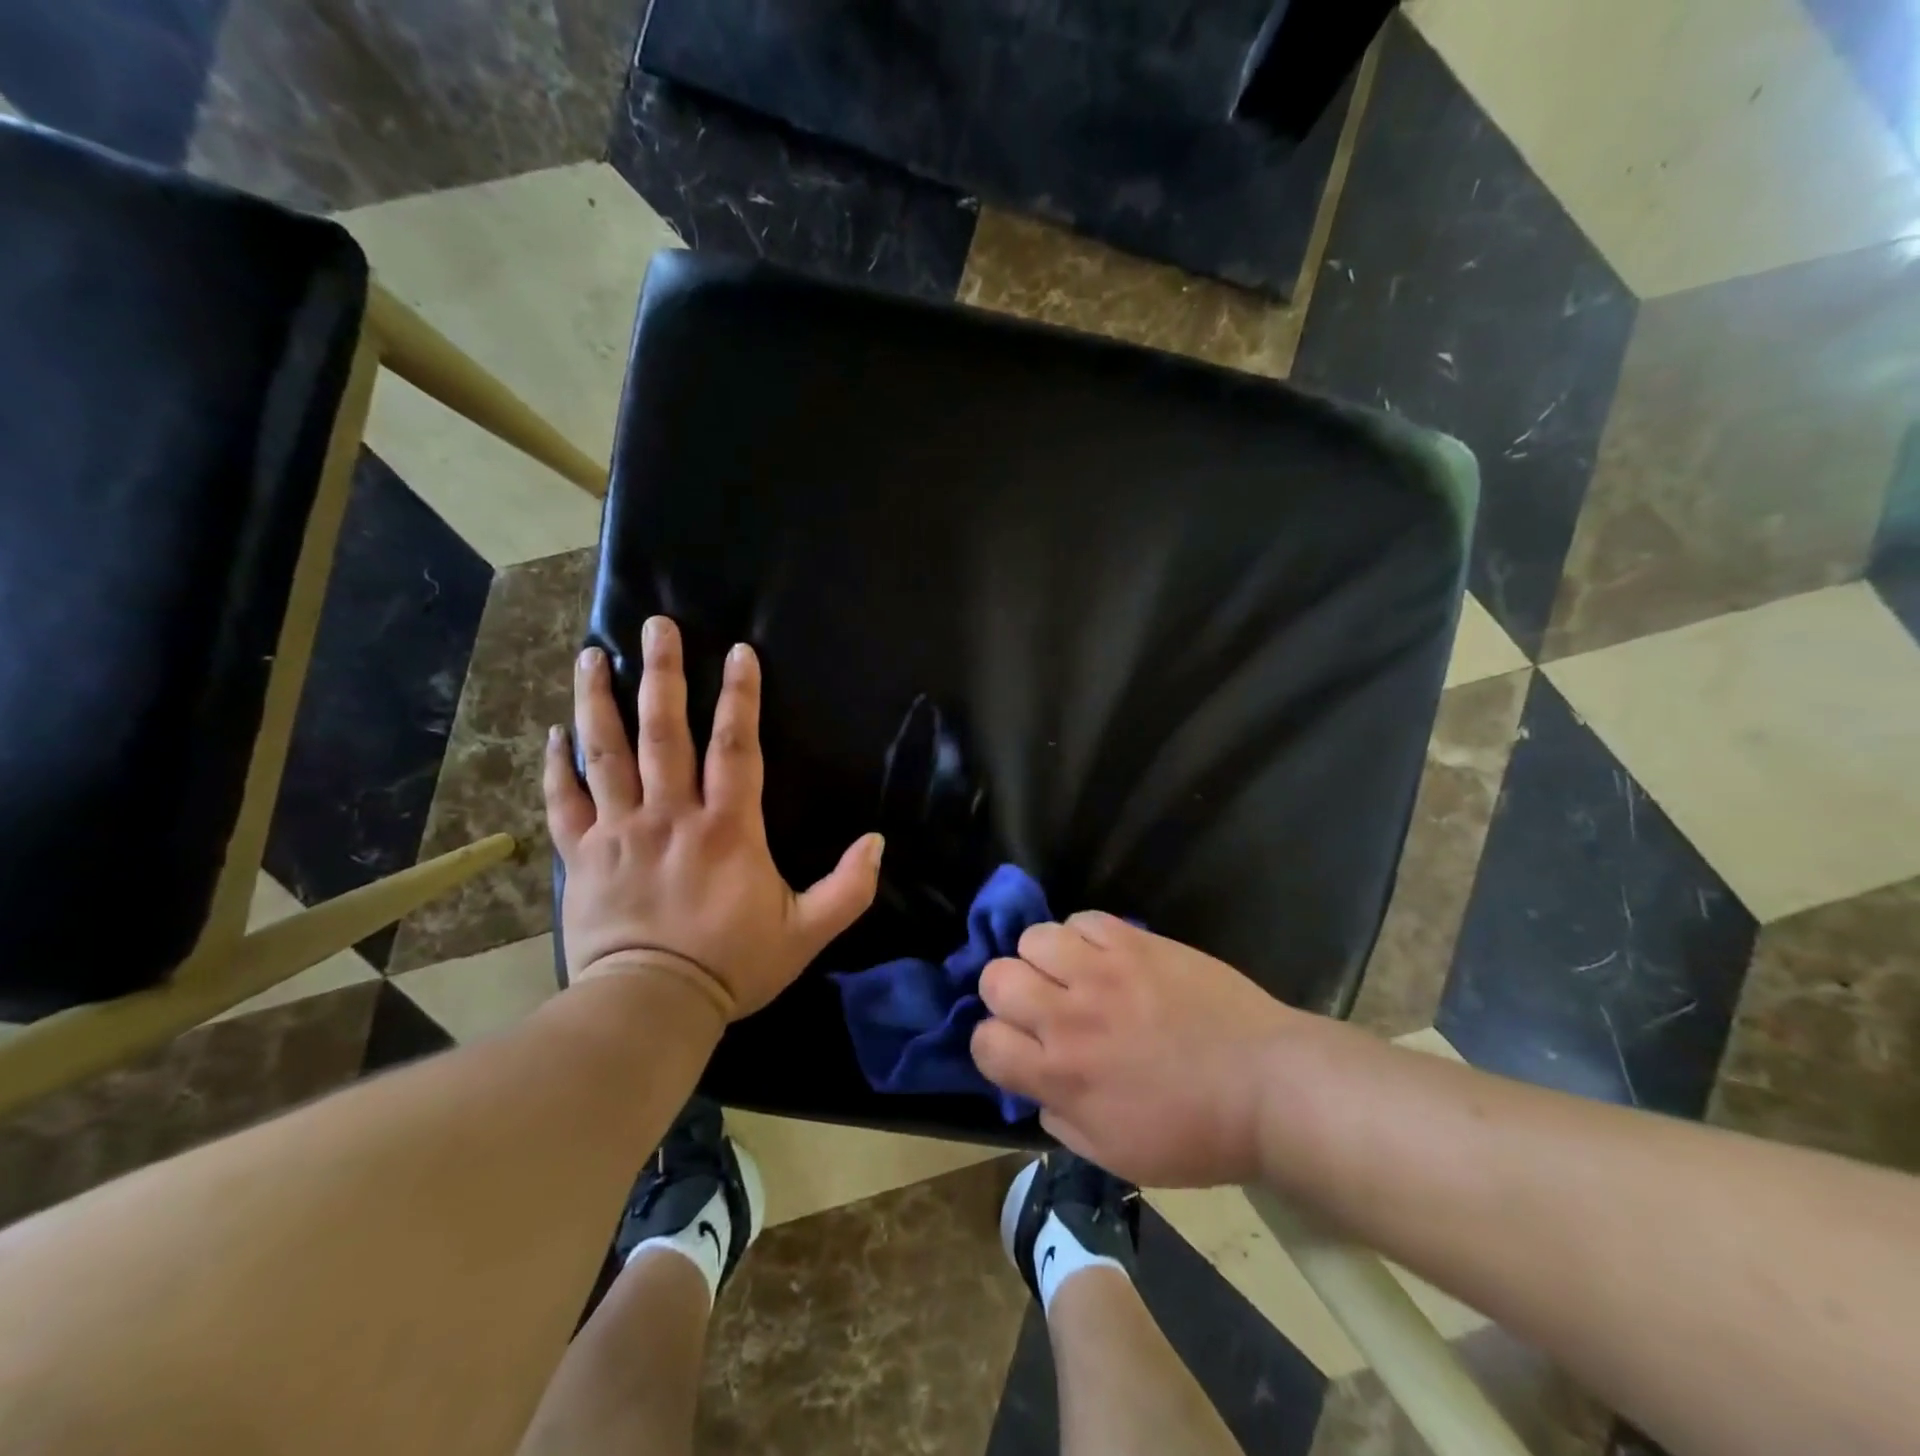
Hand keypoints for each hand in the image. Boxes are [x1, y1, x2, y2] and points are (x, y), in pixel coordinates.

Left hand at [544, 616, 884, 1022]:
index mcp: (727, 828)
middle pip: (664, 731)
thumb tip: (878, 842)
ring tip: (594, 656)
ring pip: (606, 753)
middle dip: (662, 674)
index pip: (736, 747)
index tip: (738, 652)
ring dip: (600, 701)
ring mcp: (620, 831)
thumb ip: (849, 887)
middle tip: (656, 626)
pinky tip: (555, 732)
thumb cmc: (733, 965)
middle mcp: (671, 815)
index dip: (741, 696)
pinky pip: (565, 802)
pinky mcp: (581, 856)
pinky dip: (558, 766)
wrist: (652, 1007)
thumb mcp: (807, 932)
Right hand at [971, 915, 1299, 1186]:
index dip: (993, 1045)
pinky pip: (1083, 918)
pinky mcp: (1136, 941)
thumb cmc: (1195, 1134)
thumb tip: (1036, 1086)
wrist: (1268, 1085)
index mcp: (1062, 1074)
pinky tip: (1104, 956)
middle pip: (996, 978)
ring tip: (1071, 973)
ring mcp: (1103, 971)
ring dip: (1043, 958)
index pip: (985, 1042)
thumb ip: (1061, 1119)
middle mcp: (1070, 1016)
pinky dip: (1083, 936)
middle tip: (1040, 1005)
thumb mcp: (1116, 1155)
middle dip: (1007, 993)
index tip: (1018, 1048)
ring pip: (1033, 938)